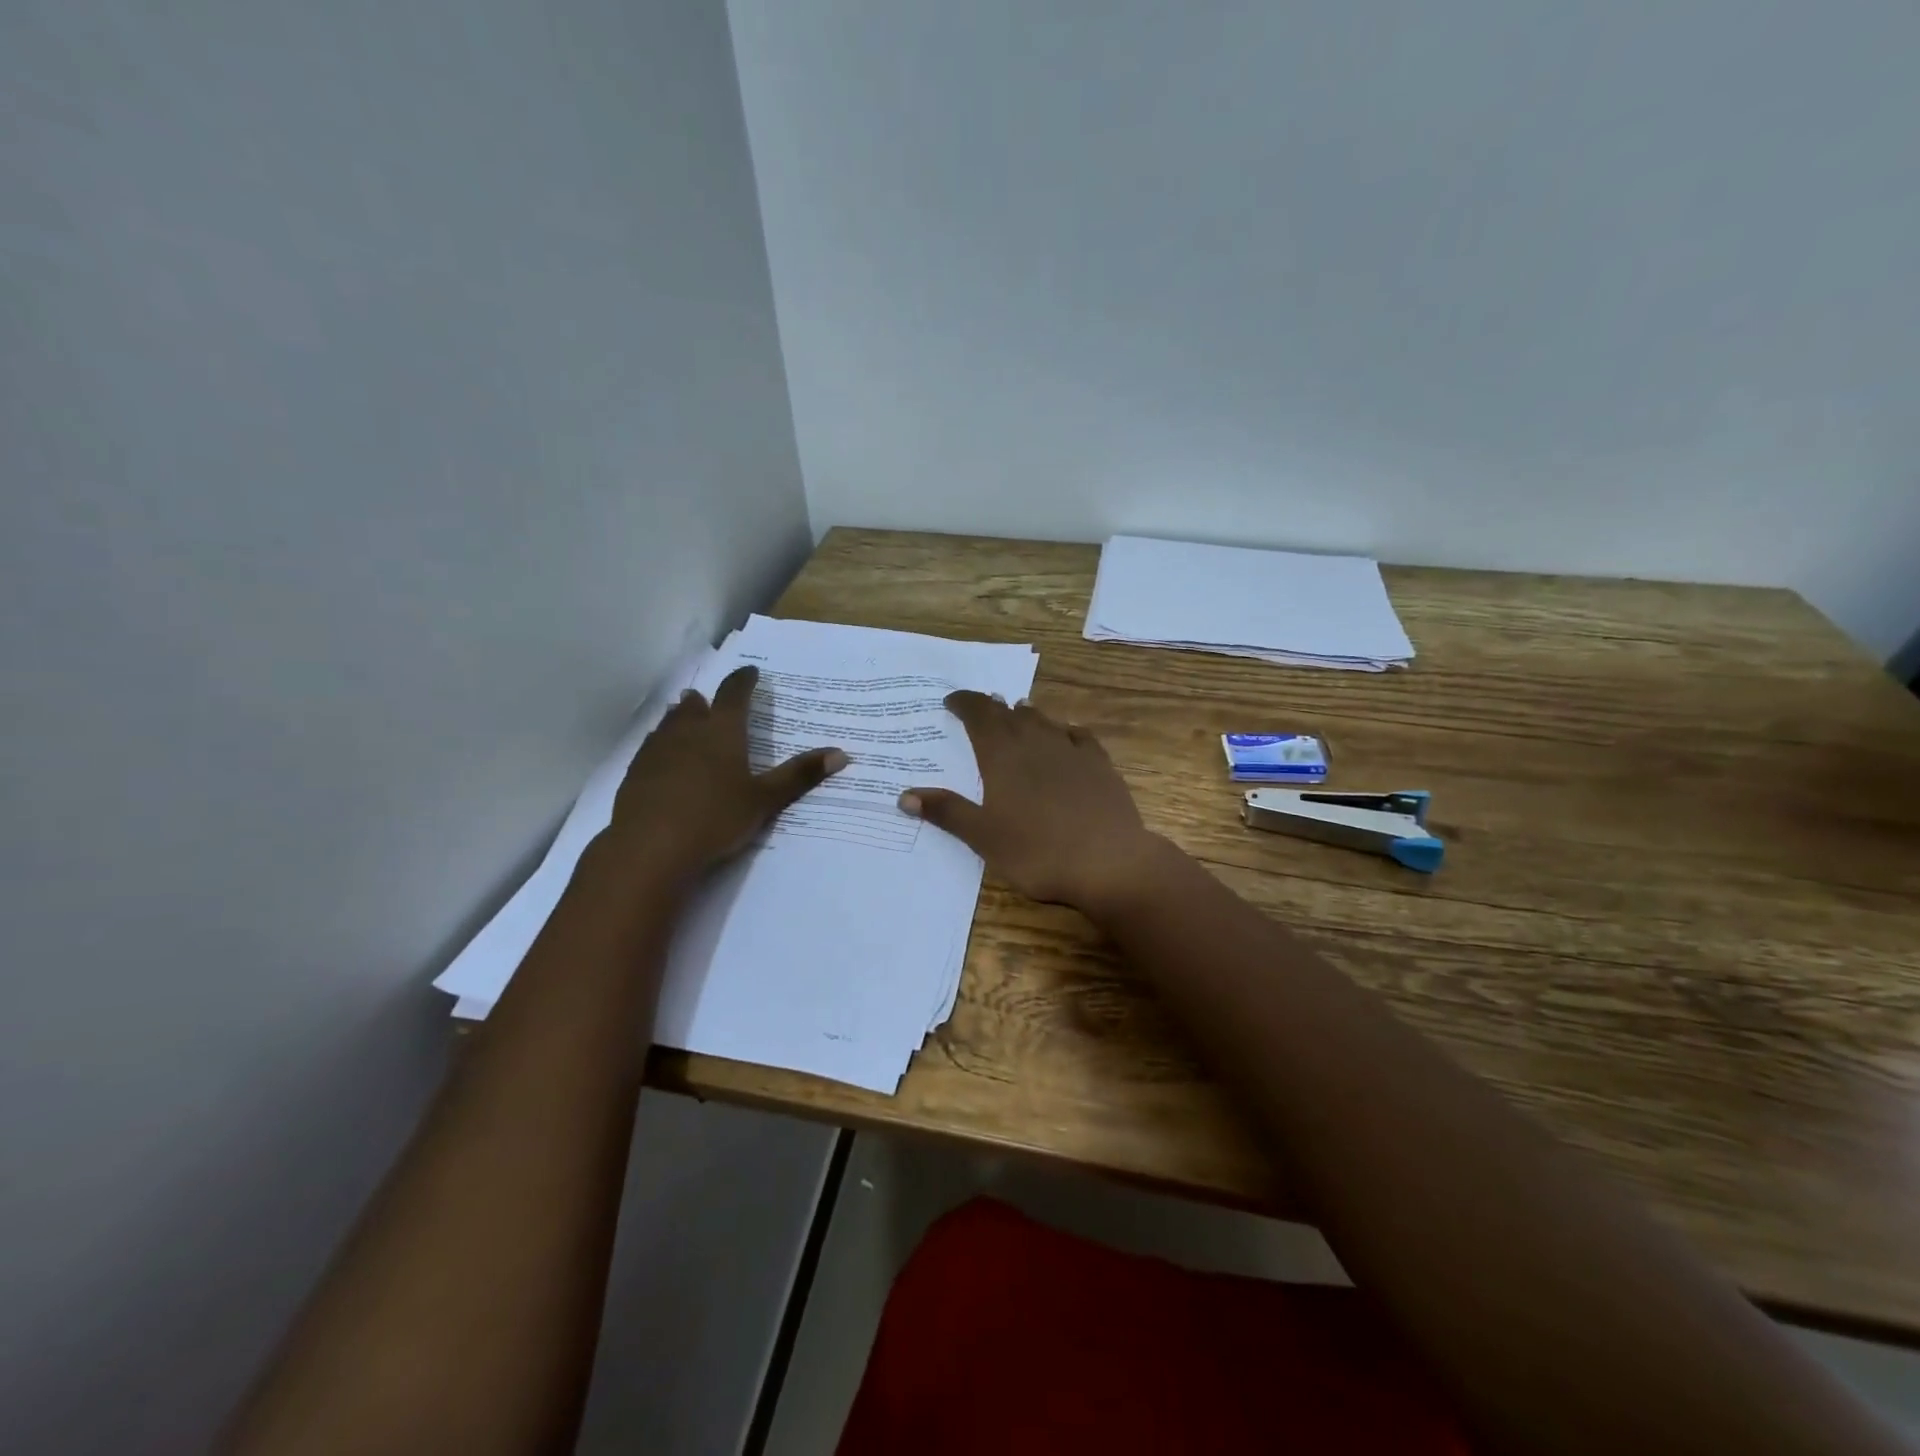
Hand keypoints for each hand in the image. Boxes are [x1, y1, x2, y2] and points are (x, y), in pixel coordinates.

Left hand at [605, 665, 845, 884]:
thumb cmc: (715, 818)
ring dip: (682, 718)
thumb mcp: (764, 800)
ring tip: (687, 717)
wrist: (649, 848)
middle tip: (714, 701)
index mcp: (722, 731)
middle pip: (696, 705)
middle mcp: (687, 731)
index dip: (744, 680)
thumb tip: (841, 754)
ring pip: (670, 723)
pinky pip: (652, 746)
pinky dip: (663, 743)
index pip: (735, 693)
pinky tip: (664, 758)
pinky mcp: (636, 772)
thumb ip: (799, 775)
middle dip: (708, 701)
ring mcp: (657, 750)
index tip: (751, 673)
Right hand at [898, 693, 1170, 918]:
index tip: (952, 700)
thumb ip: (947, 812)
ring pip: (1044, 721)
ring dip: (1026, 714)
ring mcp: (1071, 751)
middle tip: (981, 706)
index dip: (965, 703)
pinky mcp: (1100, 765)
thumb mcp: (983, 837)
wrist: (1108, 861)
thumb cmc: (1037, 851)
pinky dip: (1065, 730)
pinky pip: (1079, 736)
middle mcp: (1035, 743)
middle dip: (992, 707)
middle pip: (1010, 714)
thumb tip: (904, 795)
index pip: (979, 715)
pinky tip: (1066, 734)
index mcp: (1002, 756)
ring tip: (1017, 711)